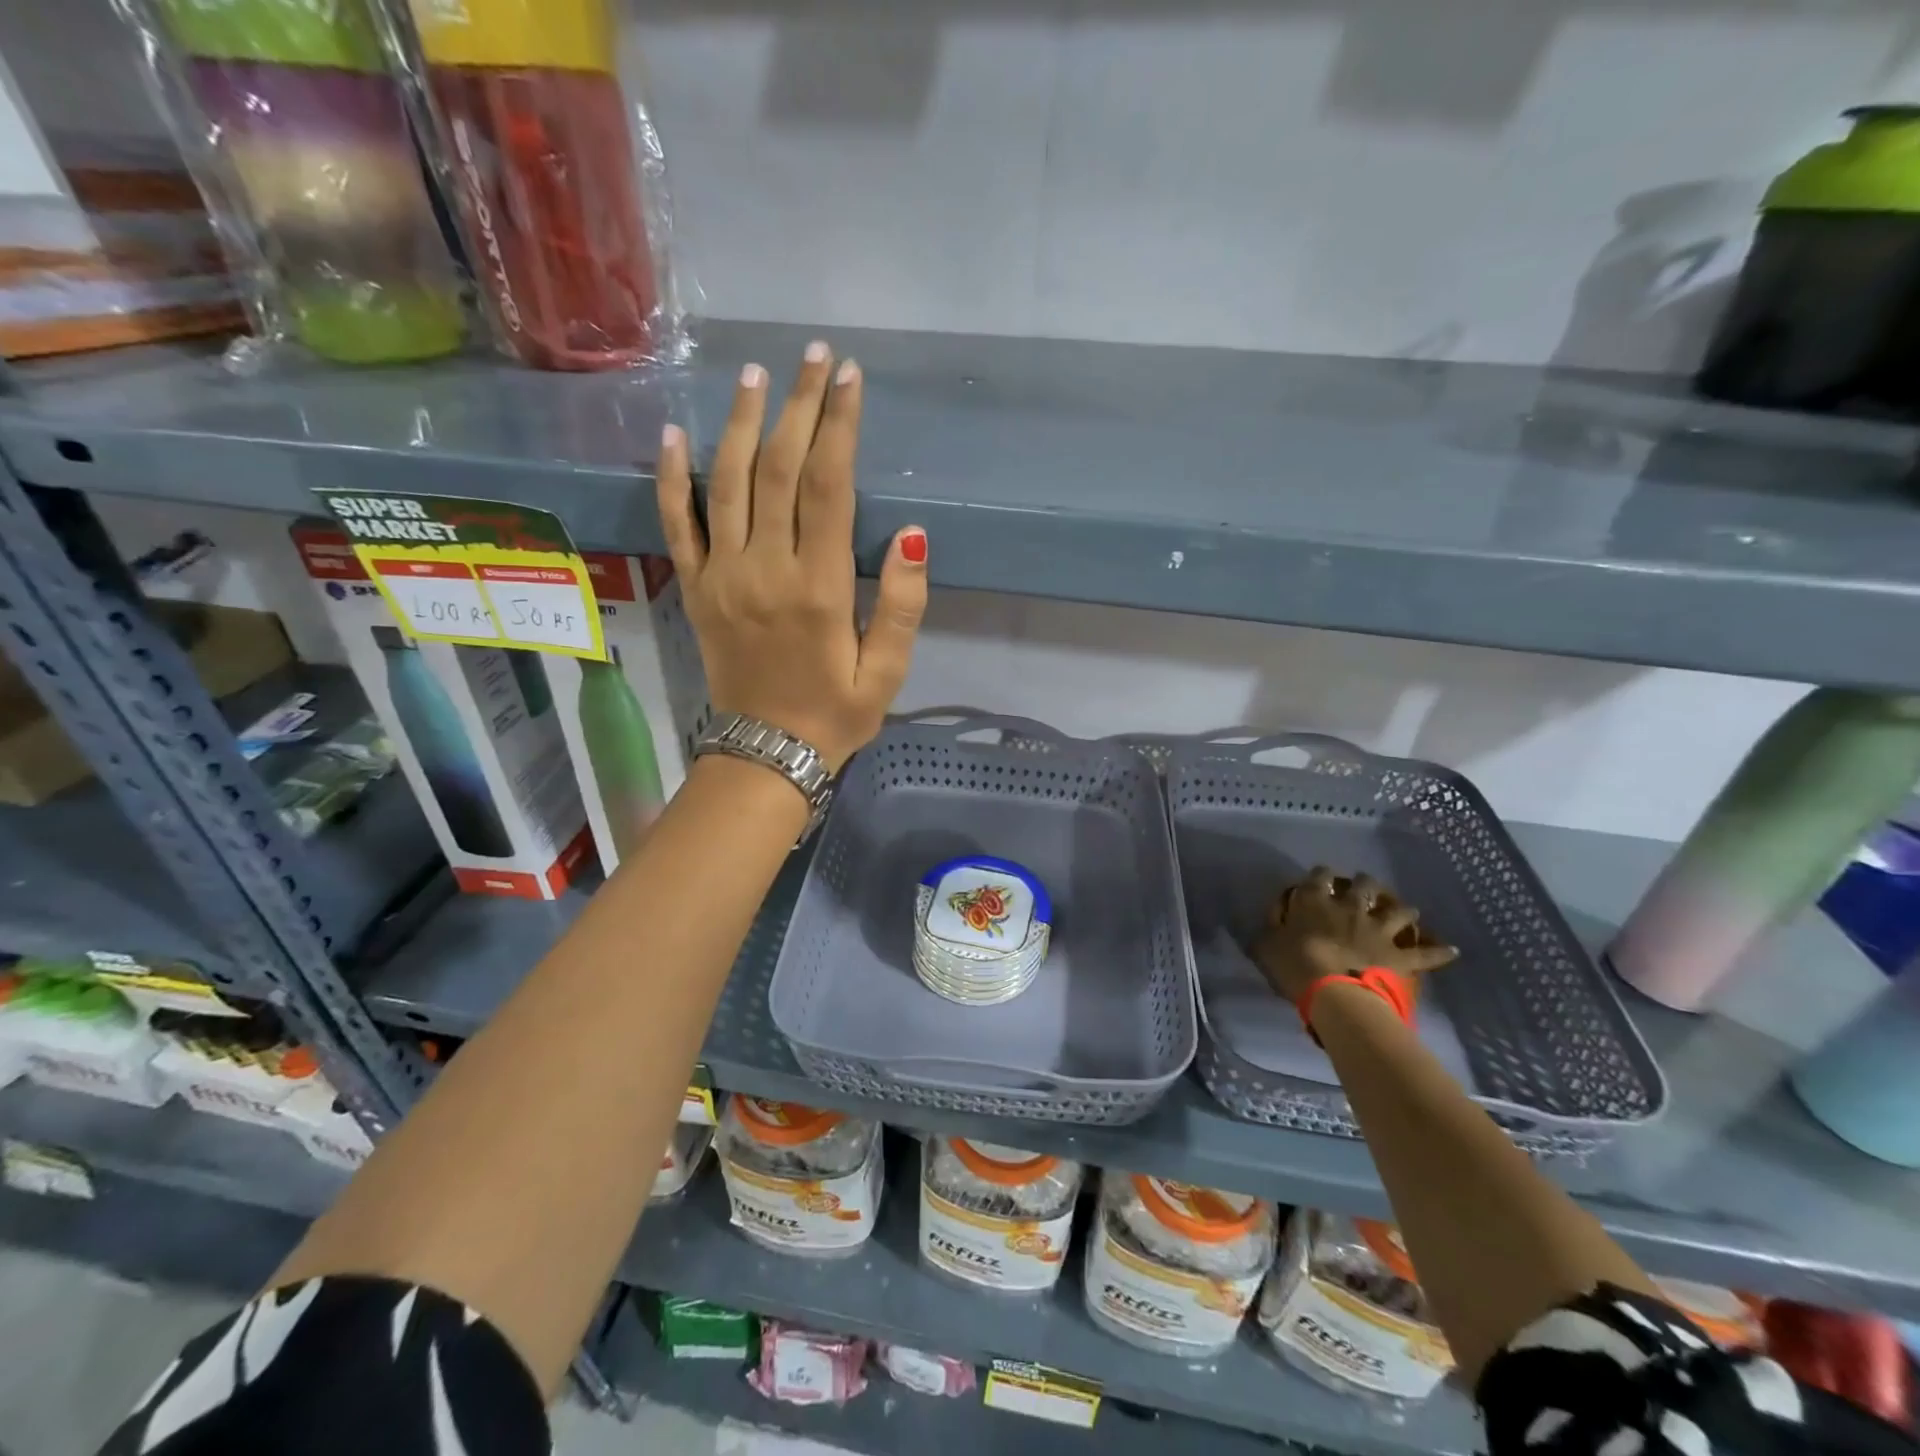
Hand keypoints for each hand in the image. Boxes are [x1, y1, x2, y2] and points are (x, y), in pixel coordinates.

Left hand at [656, 344, 927, 771]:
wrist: (766, 754)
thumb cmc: (835, 714)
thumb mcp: (887, 672)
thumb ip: (903, 606)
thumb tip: (913, 537)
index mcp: (818, 588)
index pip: (827, 486)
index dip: (838, 426)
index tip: (848, 378)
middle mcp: (764, 569)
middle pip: (778, 469)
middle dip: (797, 406)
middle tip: (812, 356)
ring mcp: (721, 576)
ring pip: (726, 483)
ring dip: (740, 423)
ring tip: (754, 374)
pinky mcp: (695, 589)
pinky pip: (676, 525)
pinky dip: (671, 478)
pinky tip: (673, 435)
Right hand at [1251, 867, 1457, 1003]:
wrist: (1332, 991)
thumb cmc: (1292, 964)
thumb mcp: (1265, 942)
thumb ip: (1271, 925)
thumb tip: (1275, 916)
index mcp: (1315, 900)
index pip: (1320, 875)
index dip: (1321, 875)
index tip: (1321, 878)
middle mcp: (1350, 907)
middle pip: (1364, 885)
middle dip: (1365, 883)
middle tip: (1364, 887)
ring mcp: (1378, 930)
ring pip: (1399, 912)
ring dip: (1403, 910)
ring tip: (1407, 911)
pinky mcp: (1398, 955)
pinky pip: (1425, 953)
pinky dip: (1440, 952)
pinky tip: (1453, 950)